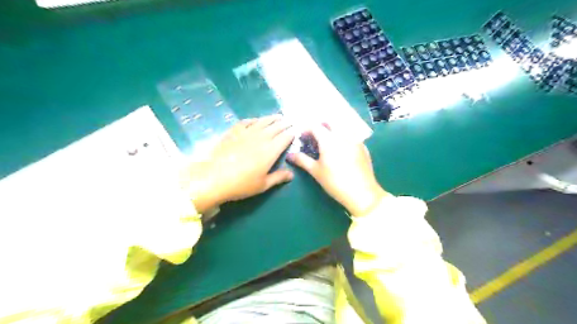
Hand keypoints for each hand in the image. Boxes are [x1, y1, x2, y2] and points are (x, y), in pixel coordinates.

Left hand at [182, 115, 294, 212]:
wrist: (214, 178)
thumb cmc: (241, 184)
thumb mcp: (263, 185)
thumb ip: (278, 177)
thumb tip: (292, 174)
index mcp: (270, 151)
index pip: (285, 138)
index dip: (291, 134)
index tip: (295, 131)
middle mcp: (261, 138)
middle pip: (276, 127)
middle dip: (285, 123)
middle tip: (290, 121)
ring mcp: (246, 133)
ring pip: (262, 122)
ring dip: (272, 118)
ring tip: (278, 116)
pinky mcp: (233, 132)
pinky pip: (246, 122)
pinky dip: (253, 120)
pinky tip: (256, 120)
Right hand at [288, 125, 387, 216]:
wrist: (362, 193)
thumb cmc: (335, 182)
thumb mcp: (316, 171)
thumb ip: (302, 160)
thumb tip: (289, 155)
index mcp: (329, 139)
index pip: (315, 126)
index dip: (306, 129)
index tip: (303, 138)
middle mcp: (342, 135)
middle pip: (329, 124)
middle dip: (320, 128)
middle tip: (315, 140)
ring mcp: (355, 140)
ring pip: (341, 130)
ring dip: (332, 133)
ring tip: (328, 147)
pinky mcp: (363, 147)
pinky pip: (350, 137)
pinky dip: (342, 139)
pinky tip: (342, 152)